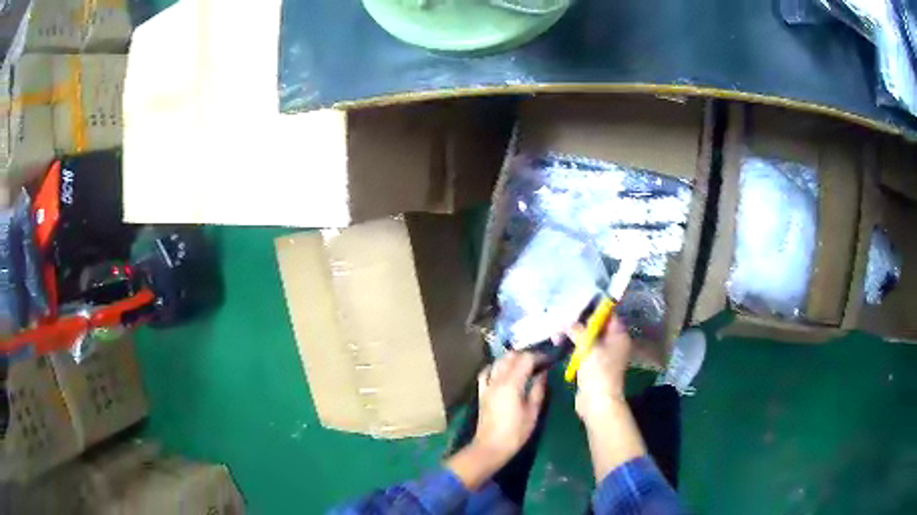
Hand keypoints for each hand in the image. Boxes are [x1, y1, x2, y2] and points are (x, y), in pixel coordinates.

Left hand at [473, 352, 546, 463]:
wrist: (490, 446)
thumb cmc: (515, 432)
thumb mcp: (532, 412)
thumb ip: (538, 389)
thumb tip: (543, 374)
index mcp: (512, 384)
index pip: (526, 359)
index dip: (539, 356)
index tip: (549, 359)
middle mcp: (497, 380)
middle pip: (511, 356)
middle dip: (526, 355)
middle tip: (539, 362)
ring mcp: (487, 385)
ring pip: (498, 362)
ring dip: (511, 359)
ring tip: (524, 365)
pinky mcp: (482, 392)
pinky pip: (487, 372)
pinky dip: (496, 367)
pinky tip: (503, 372)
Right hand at [570, 316, 646, 481]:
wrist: (598, 402)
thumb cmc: (598, 372)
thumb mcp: (588, 347)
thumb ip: (577, 331)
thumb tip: (565, 321)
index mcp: (619, 335)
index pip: (609, 315)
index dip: (594, 308)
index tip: (577, 302)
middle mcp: (614, 343)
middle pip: (597, 326)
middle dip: (580, 322)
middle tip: (562, 315)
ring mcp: (604, 355)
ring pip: (588, 339)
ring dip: (574, 335)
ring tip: (557, 330)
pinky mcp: (593, 366)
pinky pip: (584, 351)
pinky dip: (574, 347)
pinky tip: (560, 342)